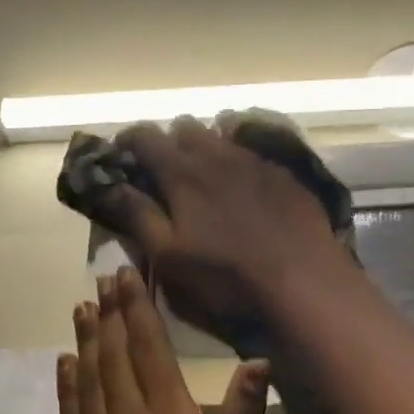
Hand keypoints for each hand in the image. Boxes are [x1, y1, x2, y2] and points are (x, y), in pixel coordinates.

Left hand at [57, 265, 275, 413]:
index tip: (127, 277)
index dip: (137, 310)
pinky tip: (66, 368)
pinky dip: (66, 388)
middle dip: (109, 316)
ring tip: (82, 310)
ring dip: (85, 343)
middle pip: (112, 359)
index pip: (149, 352)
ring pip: (85, 384)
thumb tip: (255, 363)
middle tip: (103, 282)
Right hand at [89, 117, 351, 350]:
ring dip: (205, 146)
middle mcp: (218, 155)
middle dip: (168, 143)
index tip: (121, 158)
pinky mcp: (286, 175)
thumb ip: (137, 216)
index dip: (127, 143)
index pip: (144, 137)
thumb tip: (108, 185)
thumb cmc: (227, 280)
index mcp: (182, 173)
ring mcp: (257, 161)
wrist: (305, 285)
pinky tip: (244, 185)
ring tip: (204, 176)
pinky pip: (255, 150)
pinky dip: (239, 157)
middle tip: (164, 174)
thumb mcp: (169, 257)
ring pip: (222, 134)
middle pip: (184, 128)